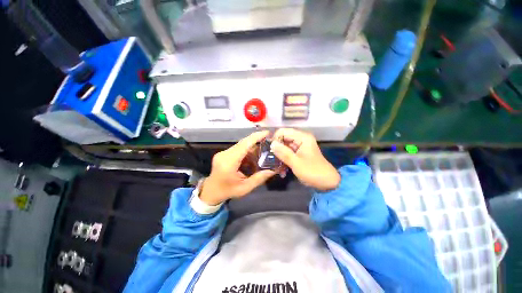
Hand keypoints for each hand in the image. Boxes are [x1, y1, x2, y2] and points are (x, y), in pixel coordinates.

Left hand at [199, 131, 275, 204]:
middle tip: (268, 142)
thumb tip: (273, 170)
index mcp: (228, 163)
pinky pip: (238, 149)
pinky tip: (253, 158)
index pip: (244, 145)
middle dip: (256, 141)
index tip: (267, 132)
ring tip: (263, 152)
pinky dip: (247, 152)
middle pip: (243, 143)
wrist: (211, 192)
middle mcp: (225, 154)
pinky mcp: (224, 154)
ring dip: (252, 148)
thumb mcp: (244, 188)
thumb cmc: (227, 191)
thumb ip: (259, 179)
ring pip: (241, 145)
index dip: (256, 137)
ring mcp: (223, 153)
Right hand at [271, 128, 339, 191]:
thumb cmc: (312, 172)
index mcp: (302, 138)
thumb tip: (271, 143)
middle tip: (272, 160)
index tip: (270, 150)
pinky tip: (282, 170)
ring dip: (280, 156)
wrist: (327, 182)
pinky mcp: (299, 153)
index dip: (275, 139)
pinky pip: (288, 153)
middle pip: (283, 139)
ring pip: (284, 146)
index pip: (283, 131)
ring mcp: (300, 146)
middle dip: (277, 149)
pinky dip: (284, 160)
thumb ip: (283, 152)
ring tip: (277, 167)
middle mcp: (301, 139)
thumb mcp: (296, 163)